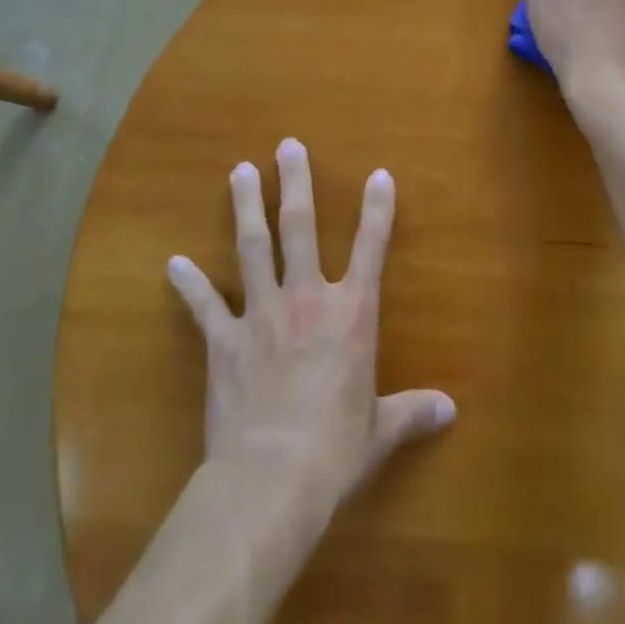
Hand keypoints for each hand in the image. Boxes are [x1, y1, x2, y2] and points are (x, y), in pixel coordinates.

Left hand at [165, 139, 455, 511]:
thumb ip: (412, 412)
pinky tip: (173, 263)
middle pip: (299, 227)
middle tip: (286, 146)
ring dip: (246, 207)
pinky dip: (189, 284)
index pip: (371, 248)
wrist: (271, 478)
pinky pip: (205, 305)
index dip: (377, 210)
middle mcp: (307, 298)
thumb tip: (451, 410)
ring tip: (239, 171)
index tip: (379, 174)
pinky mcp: (225, 340)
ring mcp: (261, 313)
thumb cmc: (335, 449)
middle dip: (294, 183)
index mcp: (351, 313)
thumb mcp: (380, 431)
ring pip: (253, 247)